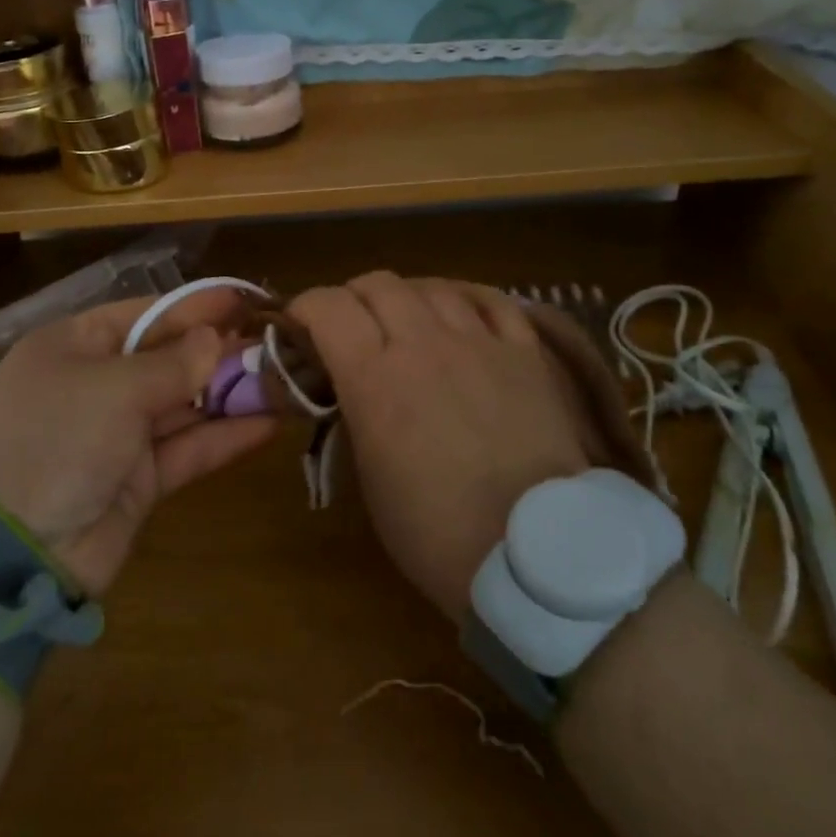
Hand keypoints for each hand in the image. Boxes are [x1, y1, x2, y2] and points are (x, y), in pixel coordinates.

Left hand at [0, 289, 276, 595]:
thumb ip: (172, 364)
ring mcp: (117, 434)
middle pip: (169, 358)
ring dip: (231, 394)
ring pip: (185, 405)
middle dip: (220, 351)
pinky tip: (269, 423)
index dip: (196, 307)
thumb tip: (216, 339)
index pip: (145, 315)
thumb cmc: (54, 439)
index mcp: (75, 346)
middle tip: (277, 343)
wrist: (6, 554)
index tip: (246, 301)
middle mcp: (97, 384)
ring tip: (285, 379)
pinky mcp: (139, 481)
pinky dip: (225, 437)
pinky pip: (188, 449)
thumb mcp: (111, 388)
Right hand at [290, 273, 622, 621]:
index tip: (301, 328)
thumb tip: (349, 386)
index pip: (327, 306)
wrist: (534, 553)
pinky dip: (465, 300)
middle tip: (352, 328)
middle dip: (353, 298)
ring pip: (432, 286)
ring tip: (407, 323)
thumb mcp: (369, 475)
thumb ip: (354, 412)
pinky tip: (461, 315)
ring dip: (407, 298)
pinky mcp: (525, 351)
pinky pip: (490, 300)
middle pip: (377, 284)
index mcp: (375, 377)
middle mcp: (424, 343)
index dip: (305, 307)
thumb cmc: (435, 531)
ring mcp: (479, 341)